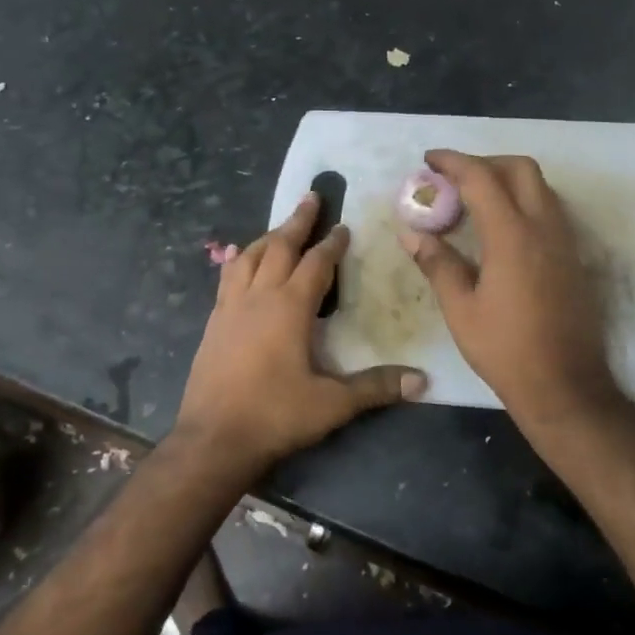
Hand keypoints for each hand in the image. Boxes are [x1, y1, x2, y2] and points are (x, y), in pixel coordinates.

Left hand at [175, 193, 425, 474]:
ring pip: (249, 256)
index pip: (316, 263)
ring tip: (280, 228)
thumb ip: (375, 387)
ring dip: (267, 237)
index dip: (332, 243)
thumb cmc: (274, 416)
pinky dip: (238, 260)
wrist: (213, 438)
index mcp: (289, 307)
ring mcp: (230, 307)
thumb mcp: (331, 404)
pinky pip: (227, 278)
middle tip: (311, 197)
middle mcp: (258, 296)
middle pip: (279, 246)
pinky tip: (239, 260)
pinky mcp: (213, 322)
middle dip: (298, 221)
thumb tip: (421, 379)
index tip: (344, 226)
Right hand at [401, 151, 617, 426]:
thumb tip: (411, 233)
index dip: (452, 162)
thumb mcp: (460, 309)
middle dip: (484, 162)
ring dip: (506, 180)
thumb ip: (437, 263)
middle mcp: (544, 228)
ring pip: (540, 187)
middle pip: (520, 169)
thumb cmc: (505, 349)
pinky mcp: (573, 258)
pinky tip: (500, 228)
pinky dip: (522, 201)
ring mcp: (564, 242)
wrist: (566, 386)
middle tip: (453, 178)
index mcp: (512, 236)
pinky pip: (549, 209)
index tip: (428, 160)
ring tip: (473, 200)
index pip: (481, 178)